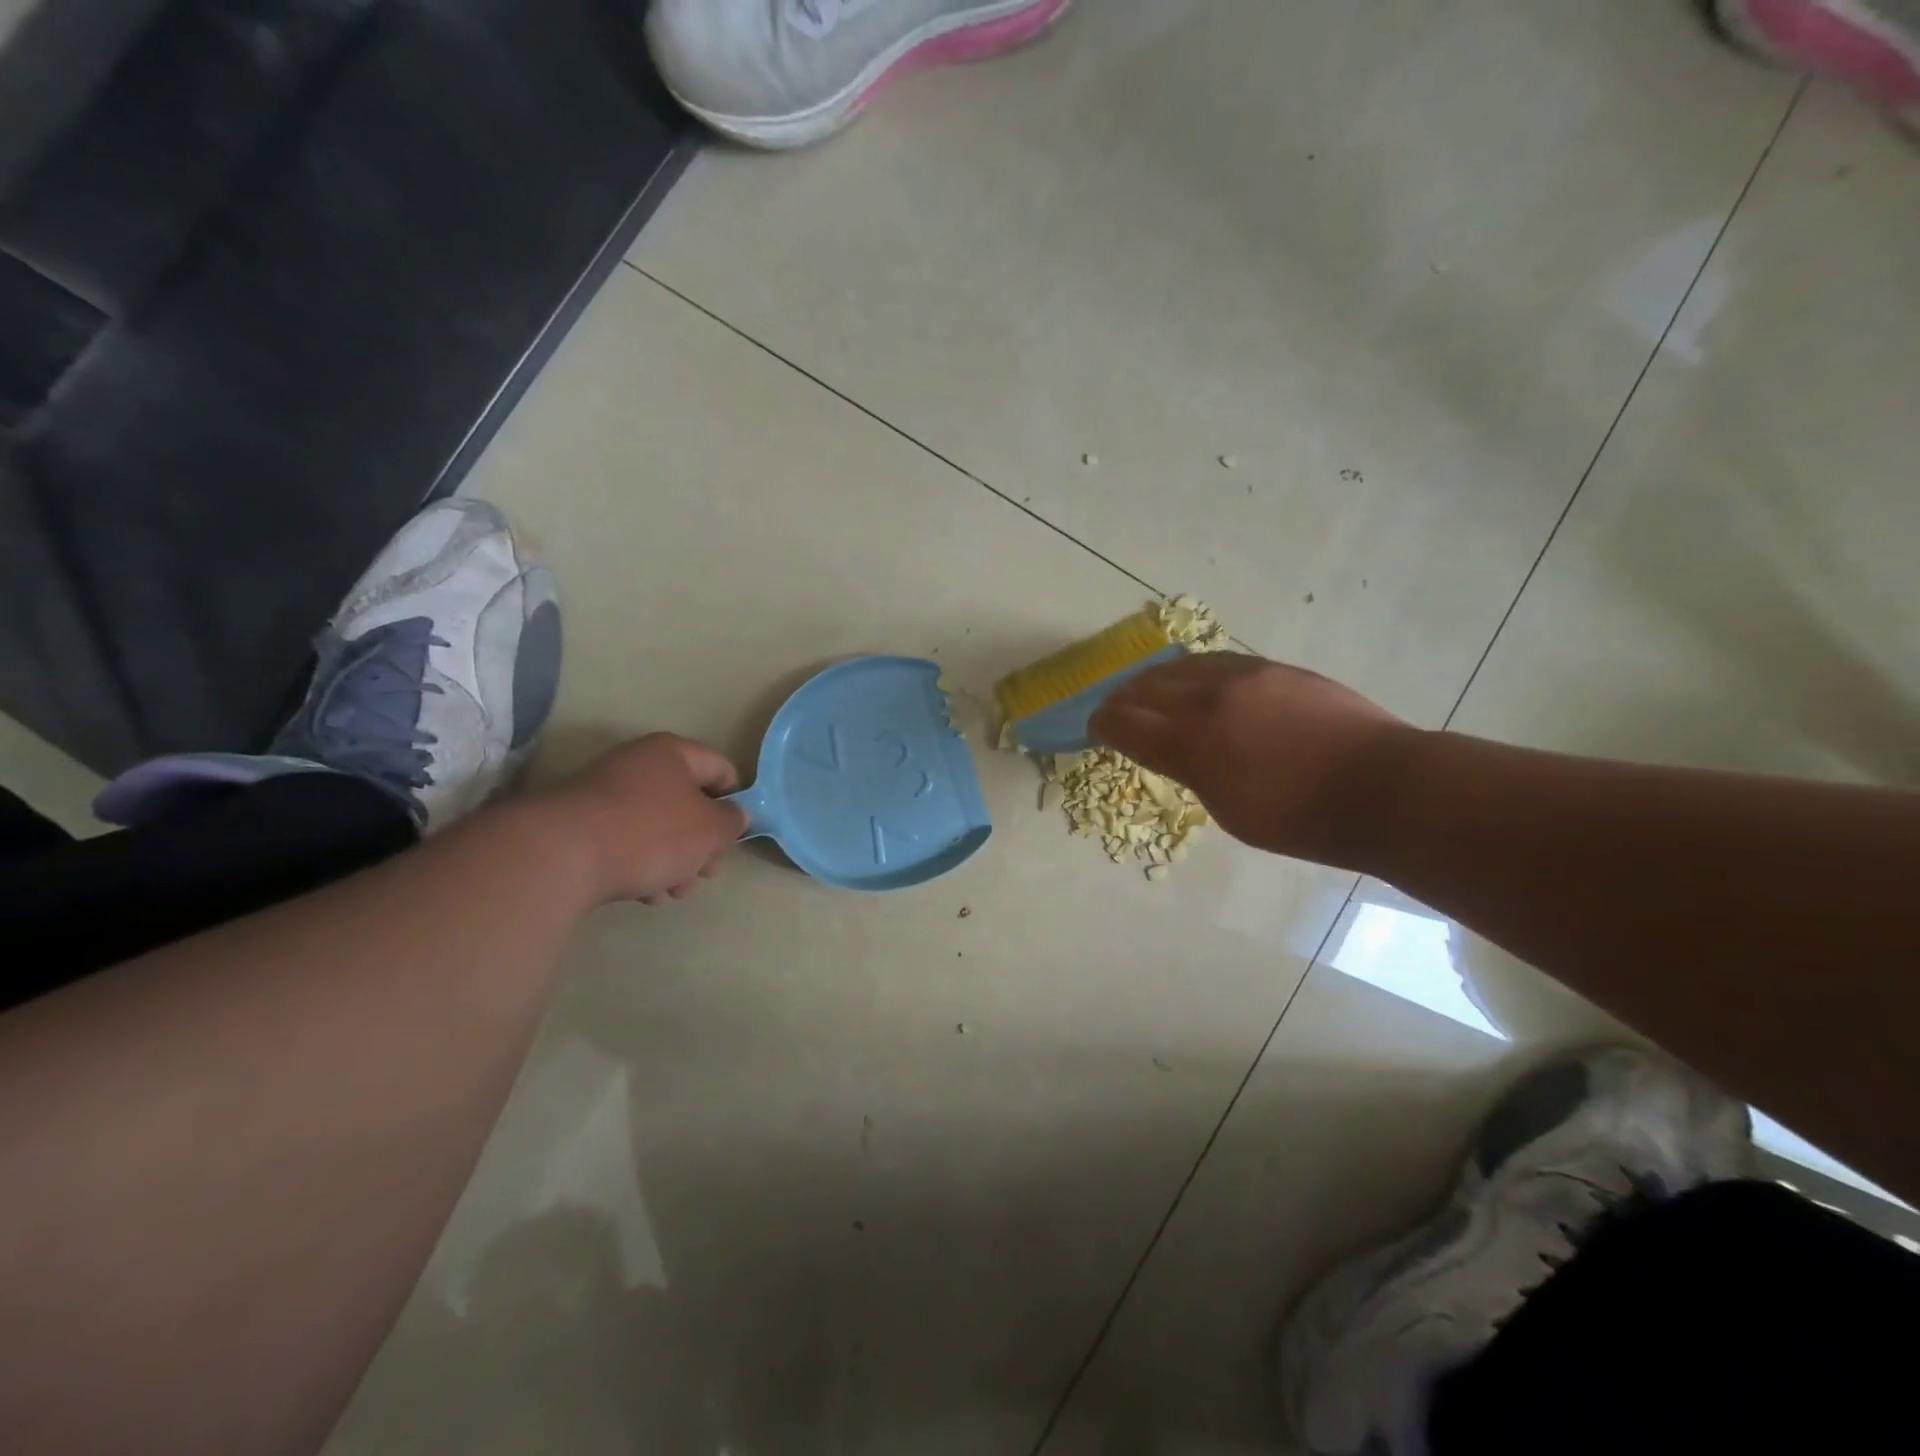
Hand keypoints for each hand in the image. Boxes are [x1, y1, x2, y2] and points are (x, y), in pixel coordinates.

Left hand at [539, 734, 747, 903]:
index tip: (735, 834)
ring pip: (657, 826)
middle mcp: (638, 764)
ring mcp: (605, 794)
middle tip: (707, 872)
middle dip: (702, 842)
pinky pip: (625, 841)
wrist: (561, 855)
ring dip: (674, 860)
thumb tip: (734, 815)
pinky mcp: (580, 825)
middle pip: (687, 802)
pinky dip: (641, 864)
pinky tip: (644, 894)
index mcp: (672, 753)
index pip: (721, 768)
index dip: (737, 801)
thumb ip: (732, 821)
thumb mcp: (710, 829)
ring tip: (673, 892)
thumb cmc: (651, 832)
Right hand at [1089, 653, 1416, 867]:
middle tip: (1114, 709)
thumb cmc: (1301, 819)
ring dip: (1155, 680)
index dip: (1103, 724)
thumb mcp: (1229, 810)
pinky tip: (1195, 681)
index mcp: (1193, 743)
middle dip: (1122, 699)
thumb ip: (1190, 771)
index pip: (1126, 722)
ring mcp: (1244, 676)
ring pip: (1180, 667)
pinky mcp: (1273, 667)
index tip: (1095, 727)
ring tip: (1149, 690)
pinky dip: (1192, 672)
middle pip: (1146, 687)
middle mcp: (1210, 699)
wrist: (1381, 787)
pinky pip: (1215, 662)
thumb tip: (1172, 749)